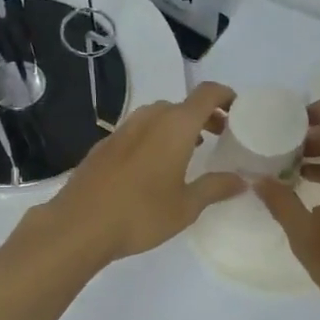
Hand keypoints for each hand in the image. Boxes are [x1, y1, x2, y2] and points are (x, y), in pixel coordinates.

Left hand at [32, 80, 245, 263]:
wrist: (78, 226)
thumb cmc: (140, 214)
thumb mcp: (186, 207)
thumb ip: (215, 188)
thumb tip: (241, 180)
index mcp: (175, 126)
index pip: (207, 94)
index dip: (226, 95)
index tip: (238, 110)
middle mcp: (149, 119)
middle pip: (182, 105)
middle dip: (203, 115)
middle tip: (219, 136)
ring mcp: (122, 130)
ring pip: (157, 116)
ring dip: (178, 126)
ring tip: (189, 151)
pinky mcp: (104, 145)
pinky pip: (138, 130)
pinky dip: (155, 137)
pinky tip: (153, 166)